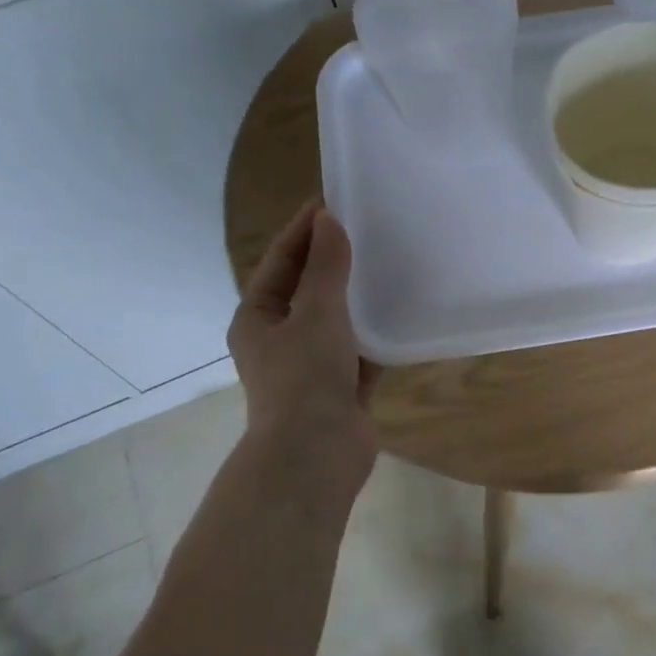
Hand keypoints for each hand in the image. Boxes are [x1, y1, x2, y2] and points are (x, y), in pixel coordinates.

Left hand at [230, 202, 378, 489]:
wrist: (317, 453)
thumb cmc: (305, 377)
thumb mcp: (316, 313)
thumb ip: (325, 268)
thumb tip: (328, 222)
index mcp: (258, 317)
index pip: (280, 261)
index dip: (303, 231)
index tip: (331, 202)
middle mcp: (279, 339)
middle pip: (306, 289)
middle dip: (331, 262)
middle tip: (364, 231)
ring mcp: (309, 366)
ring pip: (334, 322)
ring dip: (355, 298)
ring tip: (385, 266)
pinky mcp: (339, 388)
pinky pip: (357, 352)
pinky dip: (373, 336)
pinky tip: (397, 316)